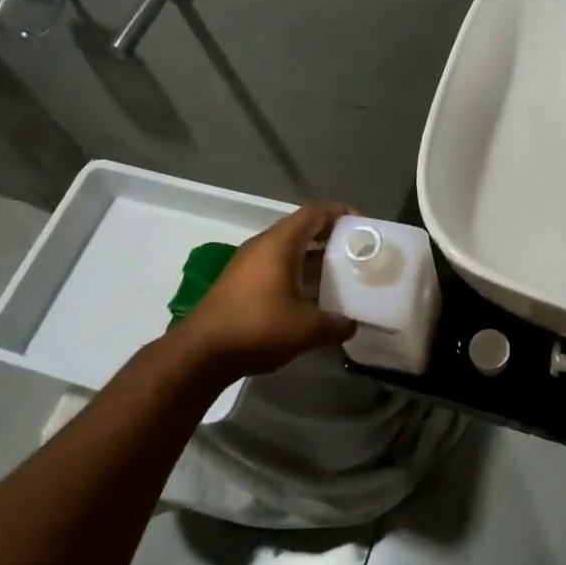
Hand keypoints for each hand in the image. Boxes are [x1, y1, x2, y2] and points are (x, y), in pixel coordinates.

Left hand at [181, 203, 356, 377]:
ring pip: (289, 250)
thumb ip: (336, 324)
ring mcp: (248, 264)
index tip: (364, 227)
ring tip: (340, 276)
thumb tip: (352, 325)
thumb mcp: (307, 329)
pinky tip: (311, 298)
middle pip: (303, 228)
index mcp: (280, 243)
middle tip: (356, 253)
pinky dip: (297, 273)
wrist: (201, 352)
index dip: (342, 213)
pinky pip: (276, 267)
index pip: (316, 212)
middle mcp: (263, 245)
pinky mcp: (240, 283)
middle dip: (331, 237)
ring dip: (314, 258)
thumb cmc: (258, 328)